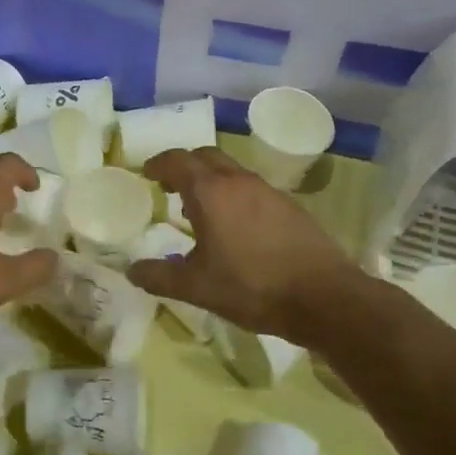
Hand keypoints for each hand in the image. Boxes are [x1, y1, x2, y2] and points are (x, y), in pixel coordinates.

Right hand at [125, 147, 367, 339]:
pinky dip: (234, 195)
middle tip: (170, 187)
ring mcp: (268, 191)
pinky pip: (252, 189)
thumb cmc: (252, 287)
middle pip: (206, 156)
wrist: (324, 298)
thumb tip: (131, 270)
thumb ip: (159, 276)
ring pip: (232, 171)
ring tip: (200, 210)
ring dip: (211, 181)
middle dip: (185, 165)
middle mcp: (239, 181)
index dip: (158, 164)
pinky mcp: (290, 206)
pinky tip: (236, 227)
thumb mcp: (197, 287)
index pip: (177, 161)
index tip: (146, 174)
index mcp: (211, 192)